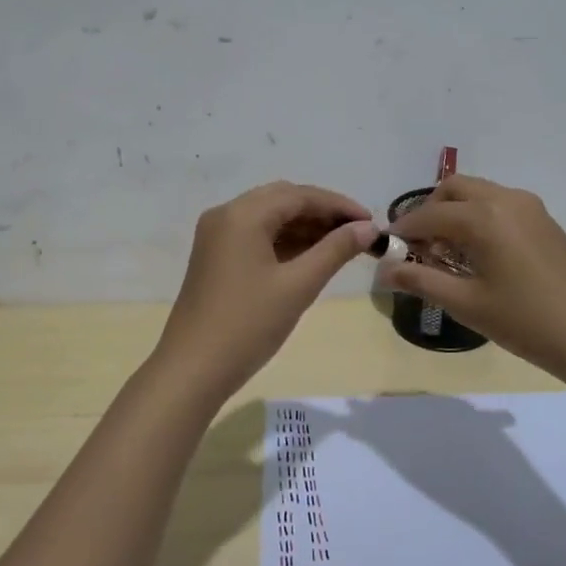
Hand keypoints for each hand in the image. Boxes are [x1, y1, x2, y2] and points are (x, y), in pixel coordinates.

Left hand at [154, 182, 376, 397]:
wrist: (193, 369)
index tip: (372, 222)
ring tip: (341, 247)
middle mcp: (225, 215)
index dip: (339, 205)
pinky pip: (256, 236)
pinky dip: (284, 241)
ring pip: (269, 218)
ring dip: (304, 227)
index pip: (299, 195)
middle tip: (358, 234)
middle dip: (322, 214)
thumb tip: (368, 228)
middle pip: (283, 201)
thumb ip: (335, 251)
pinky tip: (311, 257)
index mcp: (242, 214)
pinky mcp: (215, 257)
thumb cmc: (248, 324)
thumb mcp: (298, 286)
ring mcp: (216, 236)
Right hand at [385, 175, 565, 384]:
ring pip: (478, 194)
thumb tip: (384, 272)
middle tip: (417, 249)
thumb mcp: (466, 304)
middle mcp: (504, 199)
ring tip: (446, 255)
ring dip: (454, 214)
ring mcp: (529, 207)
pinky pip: (499, 206)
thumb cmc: (526, 322)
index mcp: (482, 217)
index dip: (402, 232)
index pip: (427, 216)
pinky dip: (478, 218)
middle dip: (428, 213)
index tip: (386, 251)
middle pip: (453, 190)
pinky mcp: (545, 220)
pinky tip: (478, 256)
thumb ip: (421, 281)